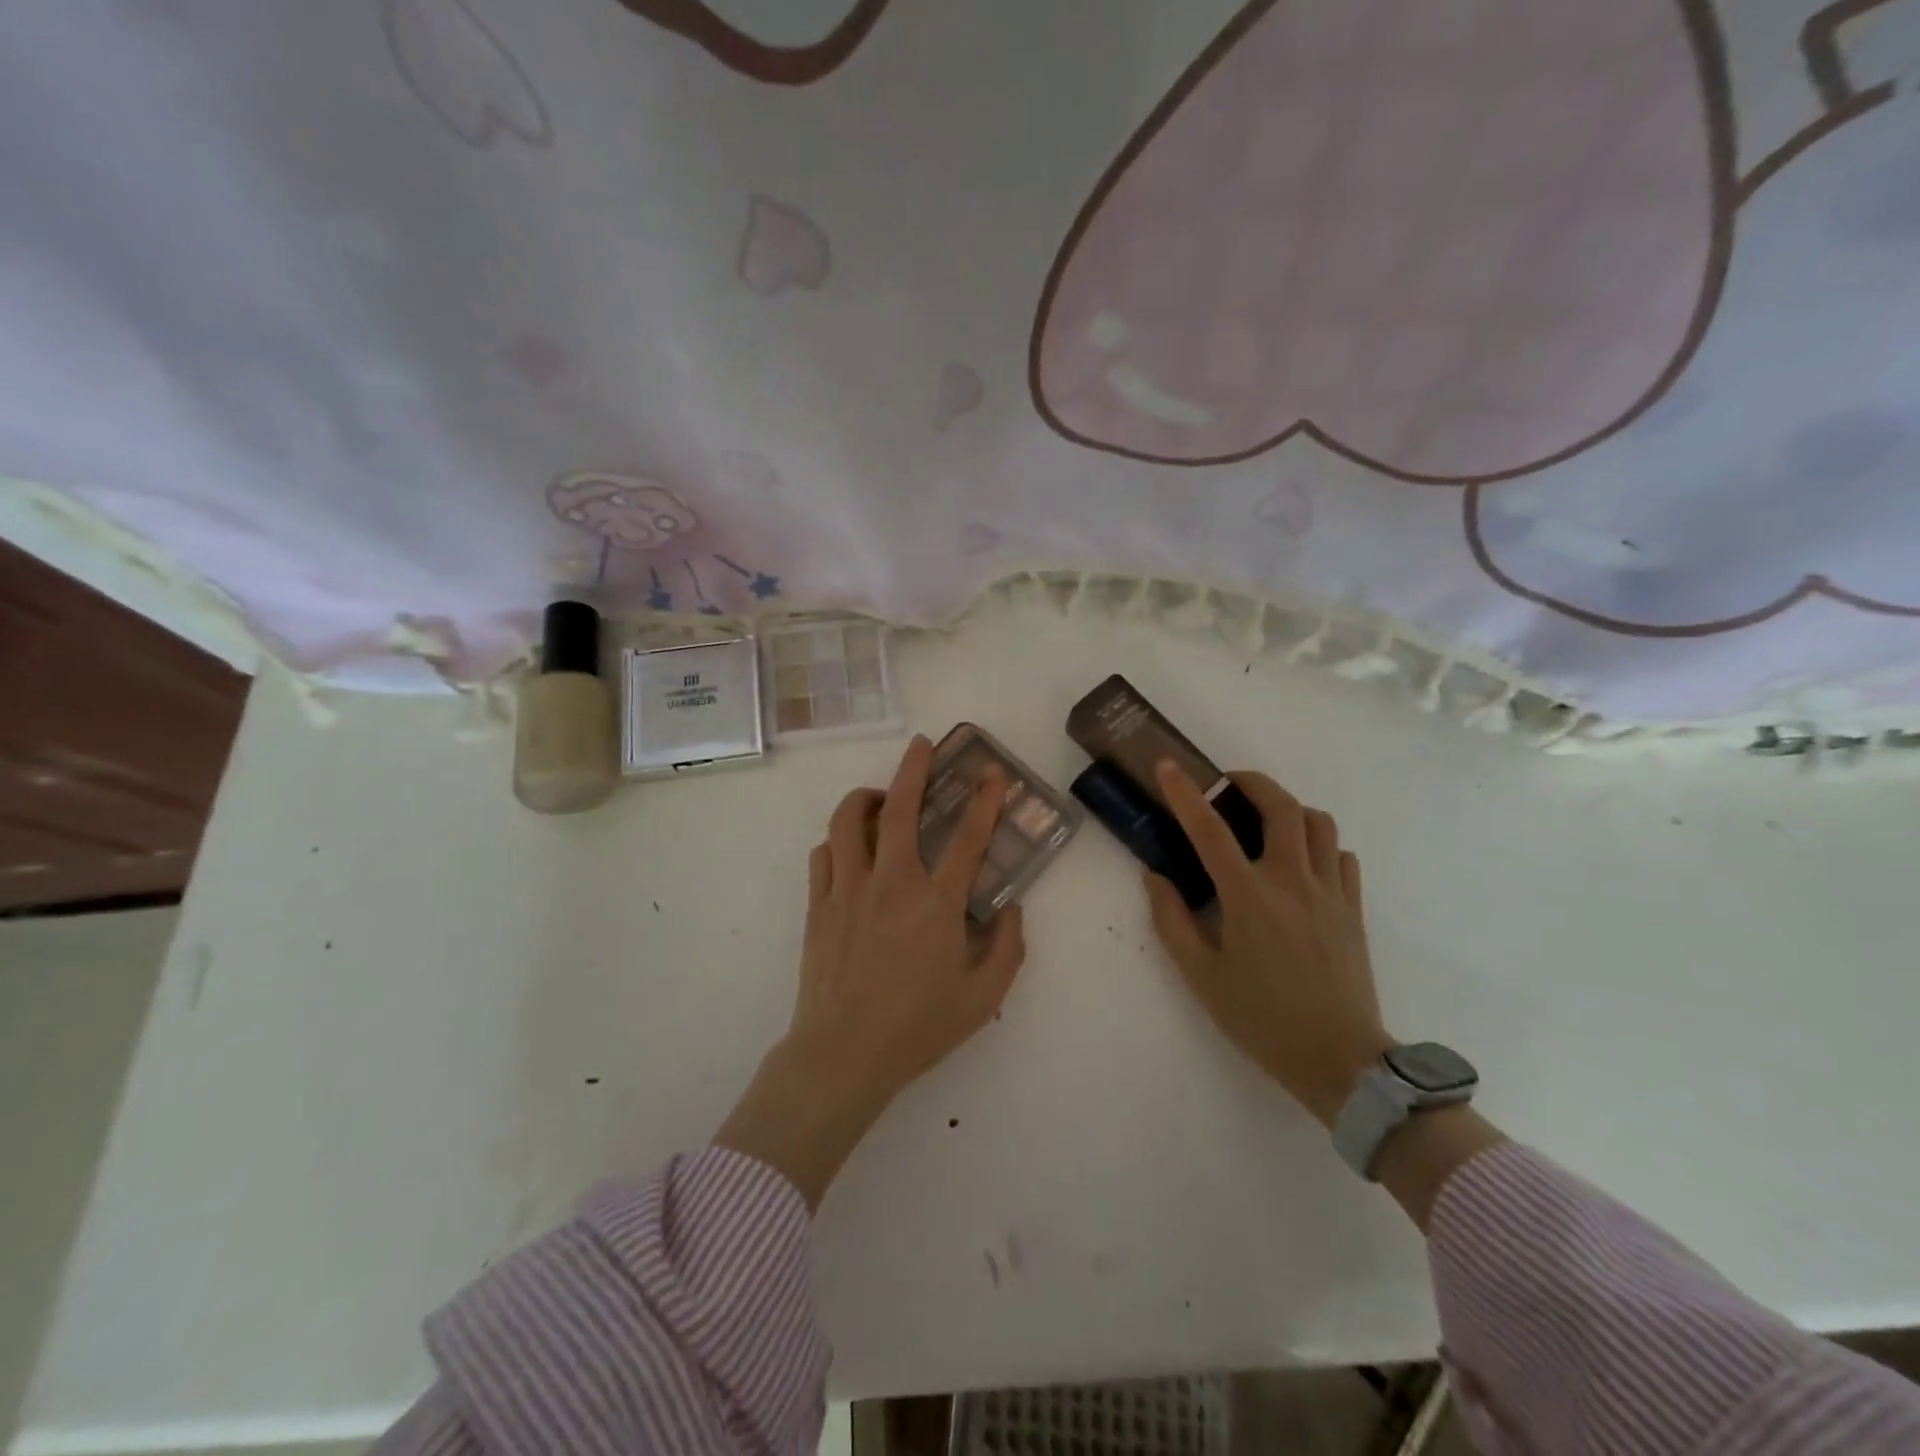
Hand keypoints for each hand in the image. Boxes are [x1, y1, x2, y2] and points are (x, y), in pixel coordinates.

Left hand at [714, 734, 1025, 1207]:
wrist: (843, 1055)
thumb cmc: (917, 1028)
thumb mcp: (982, 998)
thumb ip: (1008, 949)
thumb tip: (1012, 907)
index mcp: (936, 904)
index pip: (968, 838)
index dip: (985, 800)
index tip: (991, 772)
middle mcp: (892, 883)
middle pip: (900, 808)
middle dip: (914, 768)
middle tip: (922, 745)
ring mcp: (849, 889)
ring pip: (849, 820)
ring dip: (867, 797)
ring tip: (880, 798)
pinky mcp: (819, 904)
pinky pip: (824, 853)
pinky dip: (838, 840)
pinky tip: (849, 848)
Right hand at [1145, 763, 1391, 1127]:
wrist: (1340, 1060)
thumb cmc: (1261, 1018)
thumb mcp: (1201, 976)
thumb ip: (1171, 920)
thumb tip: (1154, 876)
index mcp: (1249, 896)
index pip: (1210, 829)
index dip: (1184, 793)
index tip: (1167, 766)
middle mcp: (1293, 881)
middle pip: (1281, 806)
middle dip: (1251, 782)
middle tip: (1228, 785)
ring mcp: (1330, 892)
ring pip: (1319, 823)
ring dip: (1289, 809)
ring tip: (1265, 822)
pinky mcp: (1354, 909)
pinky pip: (1341, 857)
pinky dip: (1320, 845)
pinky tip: (1302, 863)